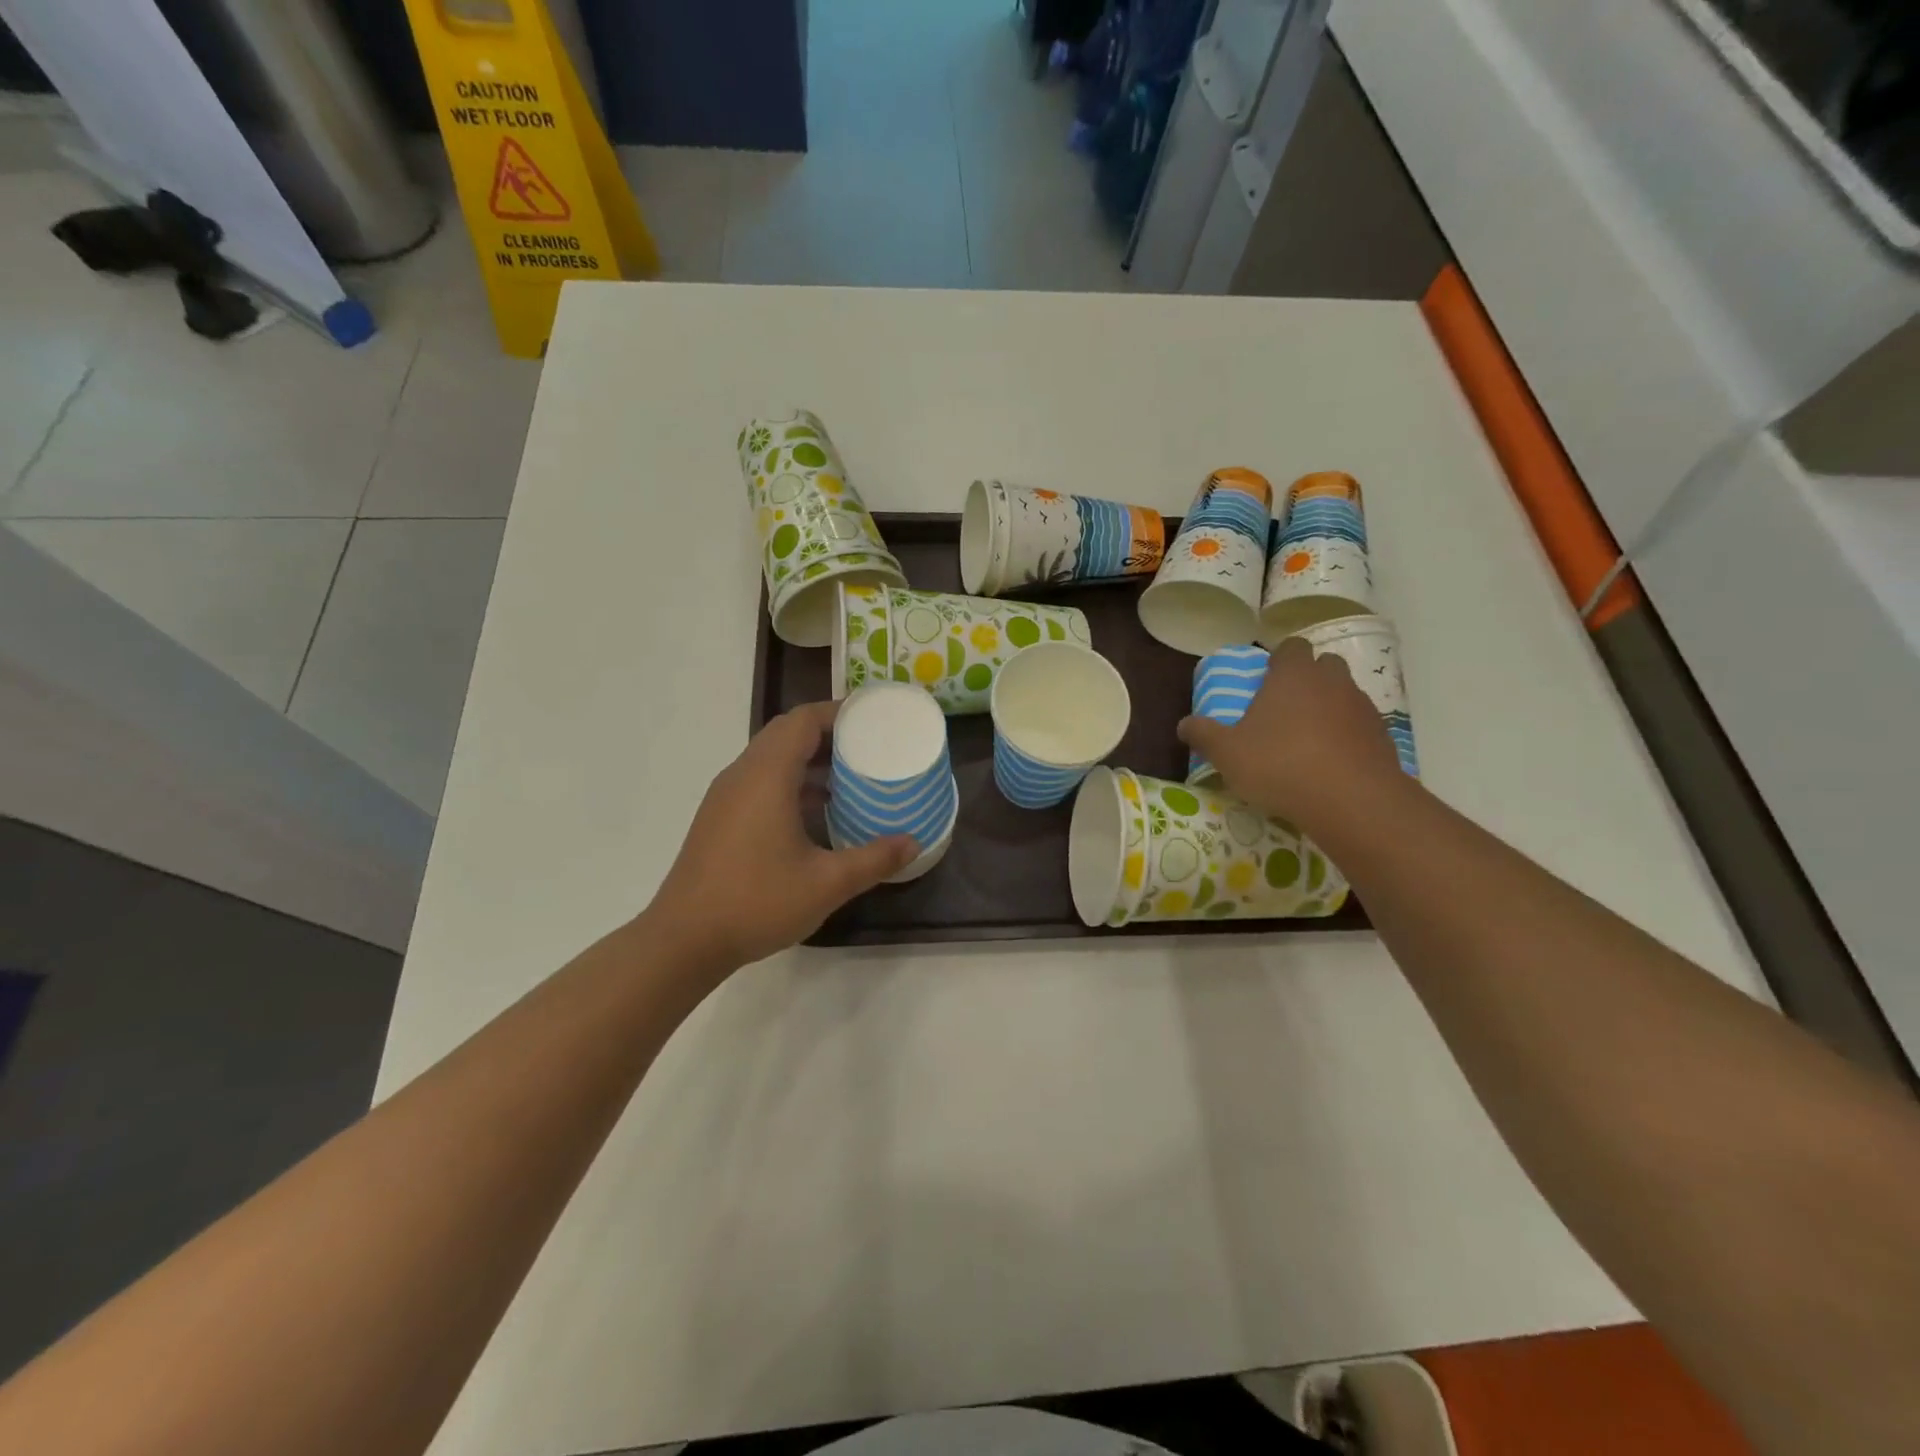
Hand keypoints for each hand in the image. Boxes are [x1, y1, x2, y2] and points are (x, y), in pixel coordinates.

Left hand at [646, 701, 915, 974]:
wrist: (683, 940)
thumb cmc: (757, 902)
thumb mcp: (827, 883)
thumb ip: (874, 859)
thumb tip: (912, 843)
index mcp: (766, 776)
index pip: (802, 720)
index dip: (839, 712)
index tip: (874, 719)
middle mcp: (742, 775)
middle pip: (786, 733)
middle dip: (828, 733)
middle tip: (869, 746)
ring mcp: (726, 796)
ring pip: (771, 757)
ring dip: (809, 759)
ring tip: (850, 776)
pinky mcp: (719, 818)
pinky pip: (759, 780)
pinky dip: (790, 781)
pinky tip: (816, 812)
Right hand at [1178, 636, 1401, 830]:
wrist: (1352, 801)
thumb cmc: (1280, 765)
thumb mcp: (1227, 753)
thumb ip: (1203, 734)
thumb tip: (1183, 724)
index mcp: (1293, 675)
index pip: (1291, 647)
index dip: (1279, 660)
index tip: (1266, 680)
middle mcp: (1332, 681)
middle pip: (1323, 665)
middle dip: (1307, 680)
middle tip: (1285, 709)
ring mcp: (1362, 707)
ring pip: (1344, 696)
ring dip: (1328, 709)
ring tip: (1307, 741)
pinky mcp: (1383, 737)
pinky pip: (1360, 727)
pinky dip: (1347, 737)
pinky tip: (1331, 764)